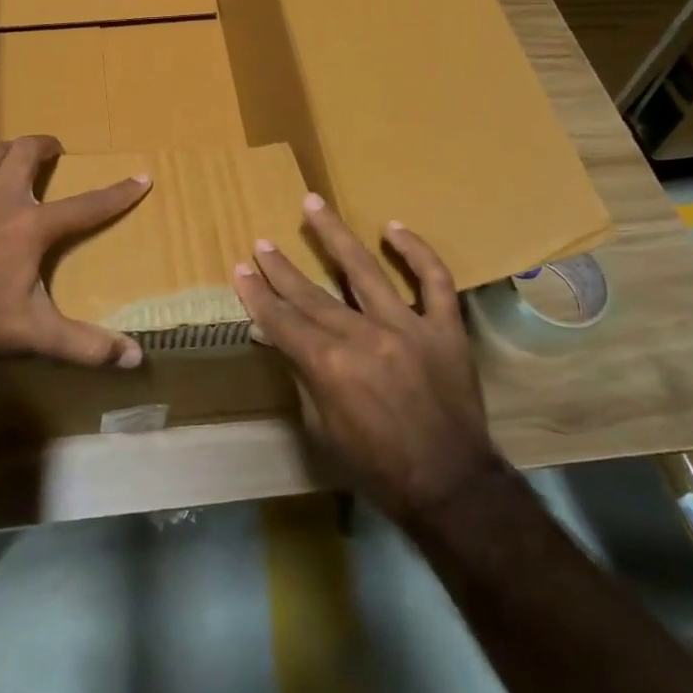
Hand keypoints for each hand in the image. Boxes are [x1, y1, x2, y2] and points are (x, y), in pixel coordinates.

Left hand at [0, 134, 150, 367]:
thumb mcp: (39, 334)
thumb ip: (87, 345)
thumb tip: (135, 359)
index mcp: (32, 227)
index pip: (87, 206)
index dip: (118, 194)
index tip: (142, 177)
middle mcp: (1, 202)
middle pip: (25, 156)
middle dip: (44, 146)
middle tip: (55, 150)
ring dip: (4, 150)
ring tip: (15, 150)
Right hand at [233, 194, 501, 523]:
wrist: (451, 488)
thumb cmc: (377, 467)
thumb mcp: (322, 430)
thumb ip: (303, 376)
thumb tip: (282, 338)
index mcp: (330, 366)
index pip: (283, 320)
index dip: (258, 295)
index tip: (241, 269)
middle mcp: (364, 337)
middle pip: (312, 293)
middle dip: (281, 268)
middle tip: (261, 241)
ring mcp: (408, 327)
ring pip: (364, 270)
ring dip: (334, 235)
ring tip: (313, 204)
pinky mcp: (445, 328)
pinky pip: (434, 281)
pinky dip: (417, 252)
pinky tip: (393, 228)